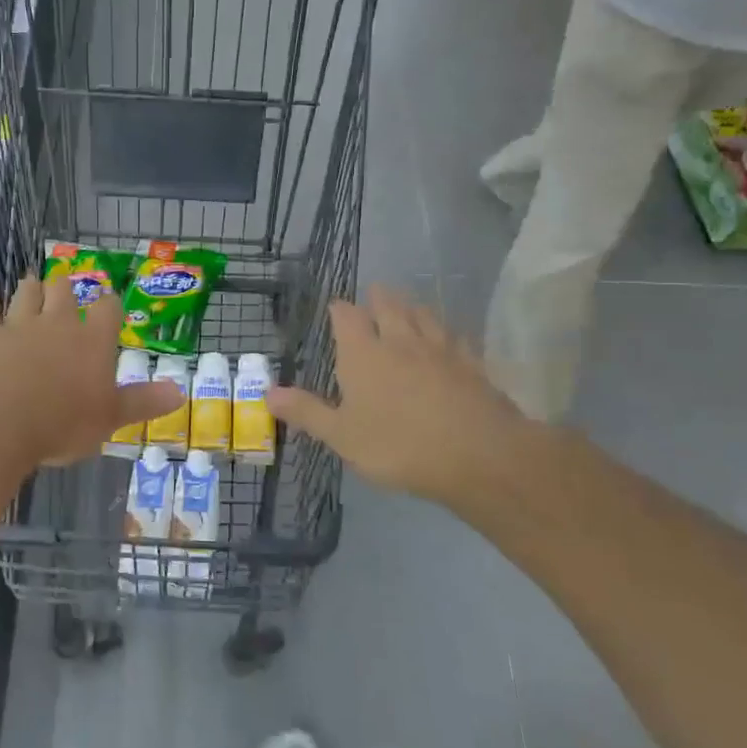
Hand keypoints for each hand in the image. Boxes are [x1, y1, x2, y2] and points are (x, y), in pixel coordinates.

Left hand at [0, 274, 183, 466]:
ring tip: (31, 282)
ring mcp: (19, 324)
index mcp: (92, 341)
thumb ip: (143, 402)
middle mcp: (58, 323)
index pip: (108, 311)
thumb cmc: (62, 423)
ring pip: (27, 294)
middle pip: (64, 292)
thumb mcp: (110, 419)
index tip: (110, 301)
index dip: (110, 304)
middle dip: (65, 288)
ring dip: (30, 288)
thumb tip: (181, 392)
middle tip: (64, 287)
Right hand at [267, 287, 546, 513]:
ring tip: (408, 305)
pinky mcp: (472, 364)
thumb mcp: (342, 436)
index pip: (347, 317)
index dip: (340, 309)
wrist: (478, 454)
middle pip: (389, 306)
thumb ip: (307, 412)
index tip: (336, 306)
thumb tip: (268, 392)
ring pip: (424, 316)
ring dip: (412, 307)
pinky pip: (456, 338)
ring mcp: (440, 349)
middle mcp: (400, 341)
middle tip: (374, 292)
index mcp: (363, 354)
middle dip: (379, 298)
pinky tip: (451, 337)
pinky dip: (448, 332)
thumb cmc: (398, 445)